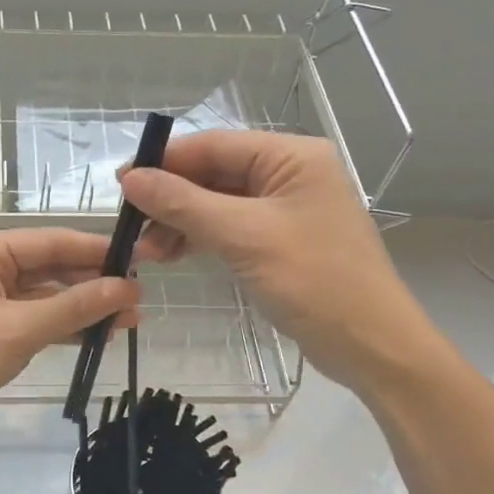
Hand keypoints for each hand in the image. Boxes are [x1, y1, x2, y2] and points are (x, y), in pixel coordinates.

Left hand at [0, 229, 139, 454]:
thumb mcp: (18, 331)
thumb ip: (74, 307)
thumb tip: (128, 288)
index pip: (51, 241)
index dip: (96, 251)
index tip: (141, 259)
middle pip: (49, 266)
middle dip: (93, 282)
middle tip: (140, 297)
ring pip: (44, 295)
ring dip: (82, 307)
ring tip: (130, 320)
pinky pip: (32, 318)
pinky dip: (61, 325)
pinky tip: (96, 335)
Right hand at [118, 131, 439, 390]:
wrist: (372, 347)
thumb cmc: (314, 282)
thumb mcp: (243, 237)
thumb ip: (184, 203)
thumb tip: (131, 178)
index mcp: (292, 157)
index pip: (214, 145)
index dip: (165, 162)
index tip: (121, 183)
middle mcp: (290, 174)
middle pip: (214, 174)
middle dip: (170, 199)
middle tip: (130, 226)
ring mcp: (286, 209)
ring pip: (217, 203)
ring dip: (180, 223)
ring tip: (146, 251)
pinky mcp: (280, 241)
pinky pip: (230, 228)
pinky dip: (200, 239)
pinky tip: (171, 255)